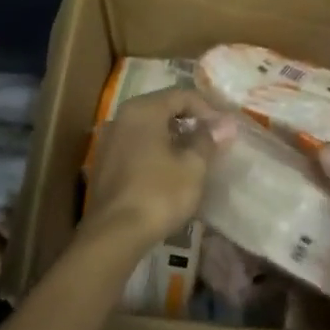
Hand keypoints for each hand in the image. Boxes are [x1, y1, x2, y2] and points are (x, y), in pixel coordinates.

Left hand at [83, 87, 235, 248]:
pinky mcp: (103, 164)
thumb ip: (208, 139)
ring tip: (193, 157)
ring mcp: (108, 141)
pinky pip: (135, 146)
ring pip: (147, 128)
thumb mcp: (193, 166)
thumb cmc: (159, 193)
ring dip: (172, 137)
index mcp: (143, 110)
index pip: (181, 95)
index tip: (224, 130)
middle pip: (162, 108)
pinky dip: (155, 151)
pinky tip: (169, 172)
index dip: (207, 109)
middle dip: (189, 121)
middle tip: (212, 141)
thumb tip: (226, 123)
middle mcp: (121, 117)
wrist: (114, 234)